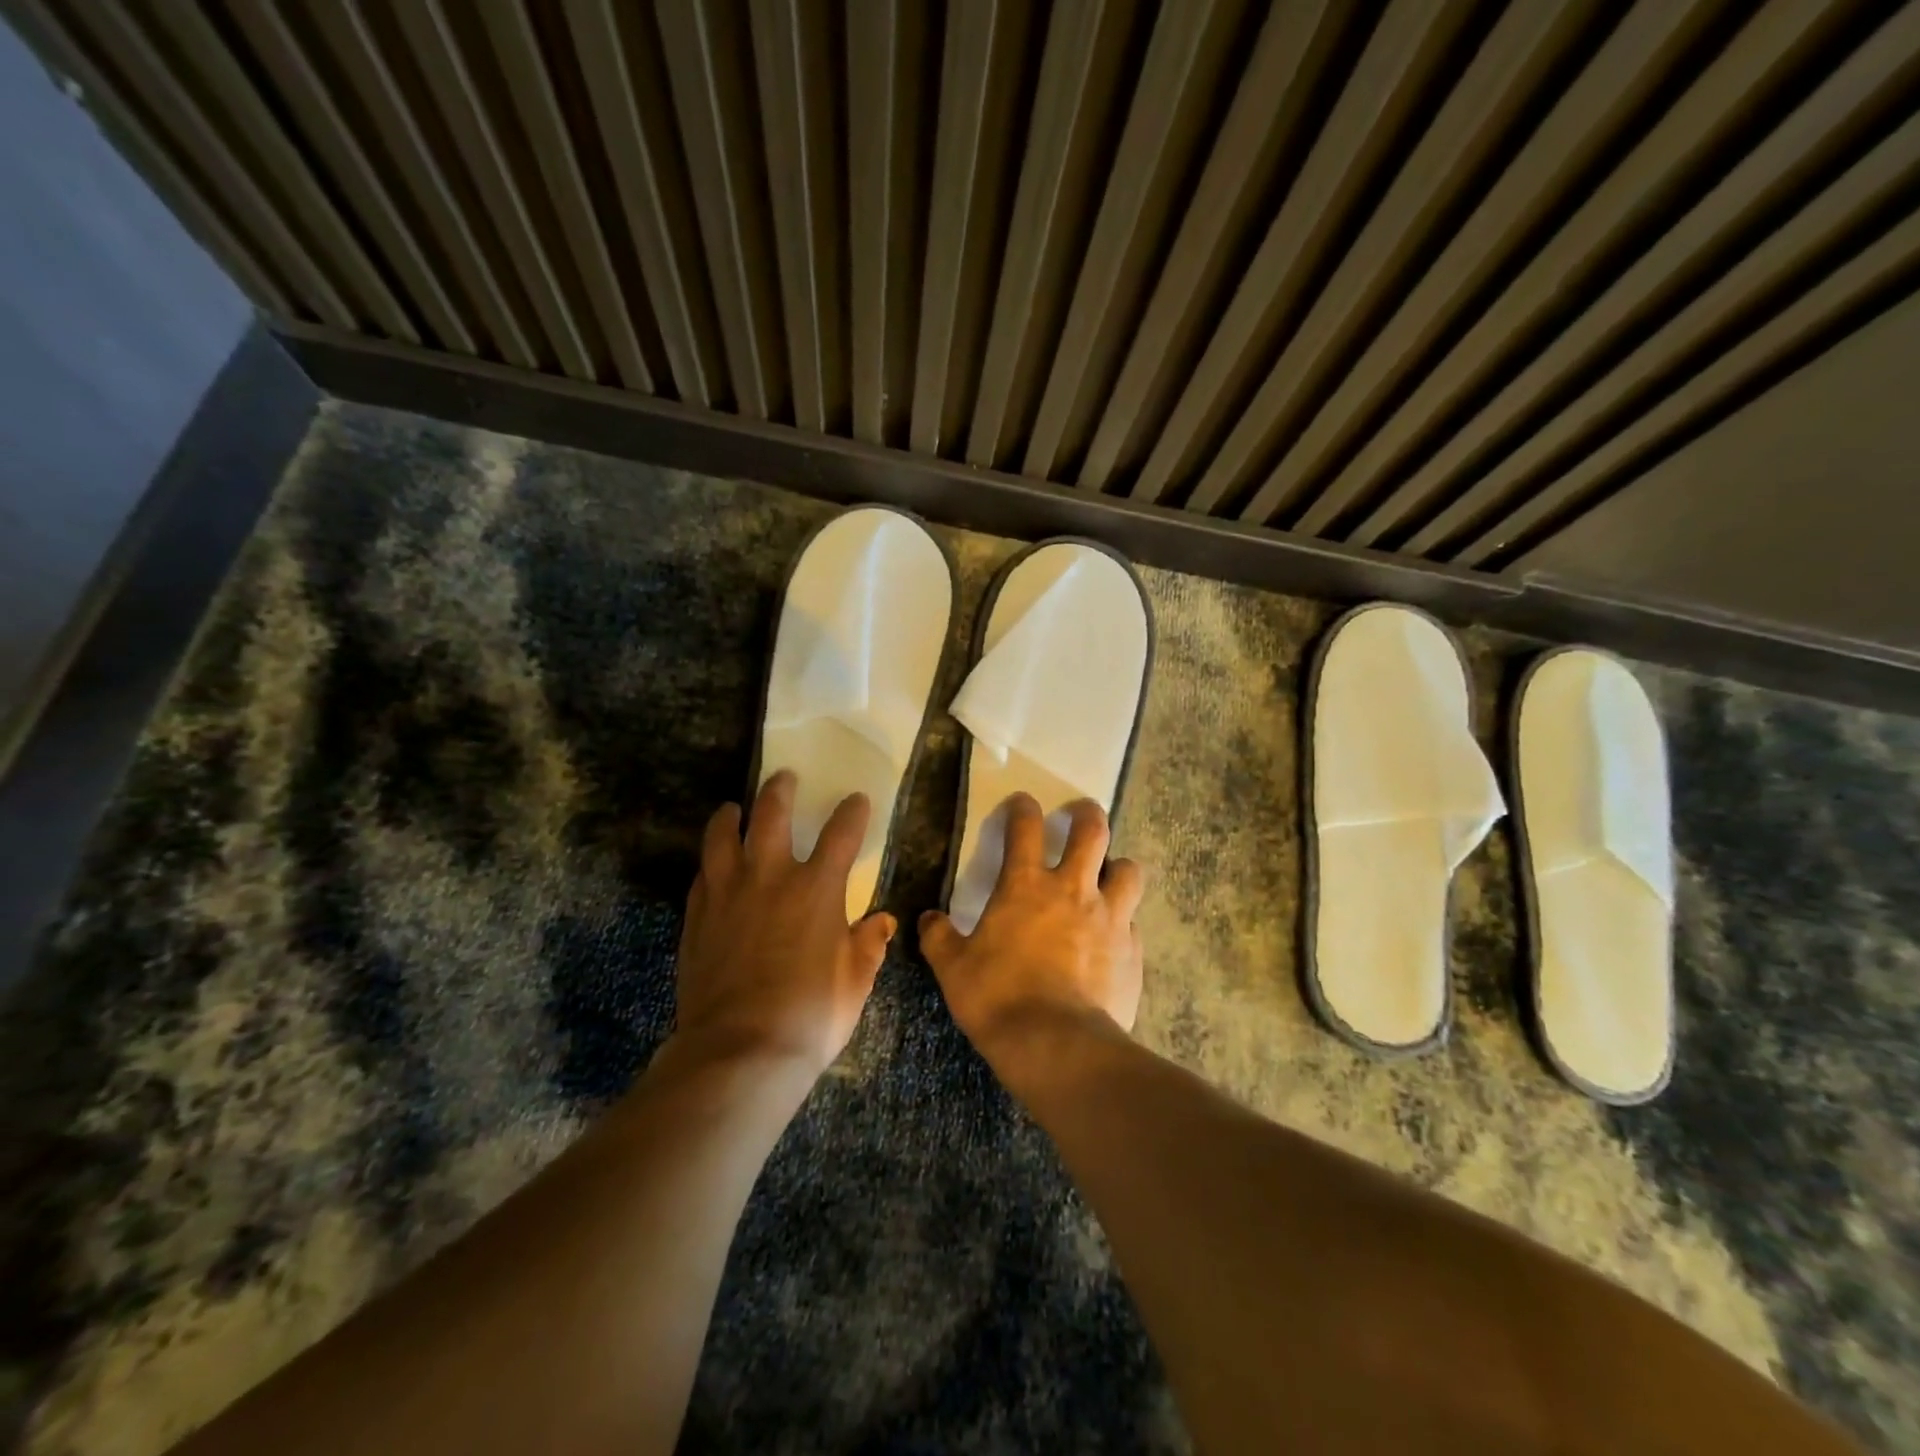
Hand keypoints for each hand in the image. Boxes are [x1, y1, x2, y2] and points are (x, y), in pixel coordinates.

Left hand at [674, 771, 895, 1075]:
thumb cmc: (811, 1015)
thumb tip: (883, 921)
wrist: (740, 1050)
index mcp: (817, 889)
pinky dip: (711, 862)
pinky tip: (713, 864)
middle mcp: (771, 877)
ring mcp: (728, 893)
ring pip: (724, 836)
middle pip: (772, 814)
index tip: (856, 800)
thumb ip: (869, 945)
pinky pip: (702, 874)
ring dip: (731, 816)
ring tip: (734, 808)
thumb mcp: (855, 982)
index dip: (852, 812)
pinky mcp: (697, 916)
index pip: (841, 833)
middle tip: (784, 778)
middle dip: (781, 790)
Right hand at [919, 795, 1144, 1060]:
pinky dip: (1124, 919)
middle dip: (1086, 814)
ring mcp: (1109, 917)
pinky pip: (1133, 921)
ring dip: (1118, 865)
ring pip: (1128, 870)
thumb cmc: (998, 998)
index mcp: (1025, 886)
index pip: (1025, 827)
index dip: (1022, 807)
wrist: (1056, 1044)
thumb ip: (939, 938)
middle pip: (1092, 831)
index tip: (1022, 802)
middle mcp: (1072, 889)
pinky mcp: (1132, 949)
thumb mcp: (953, 968)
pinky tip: (1113, 935)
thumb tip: (928, 920)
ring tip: (1109, 873)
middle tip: (1081, 813)